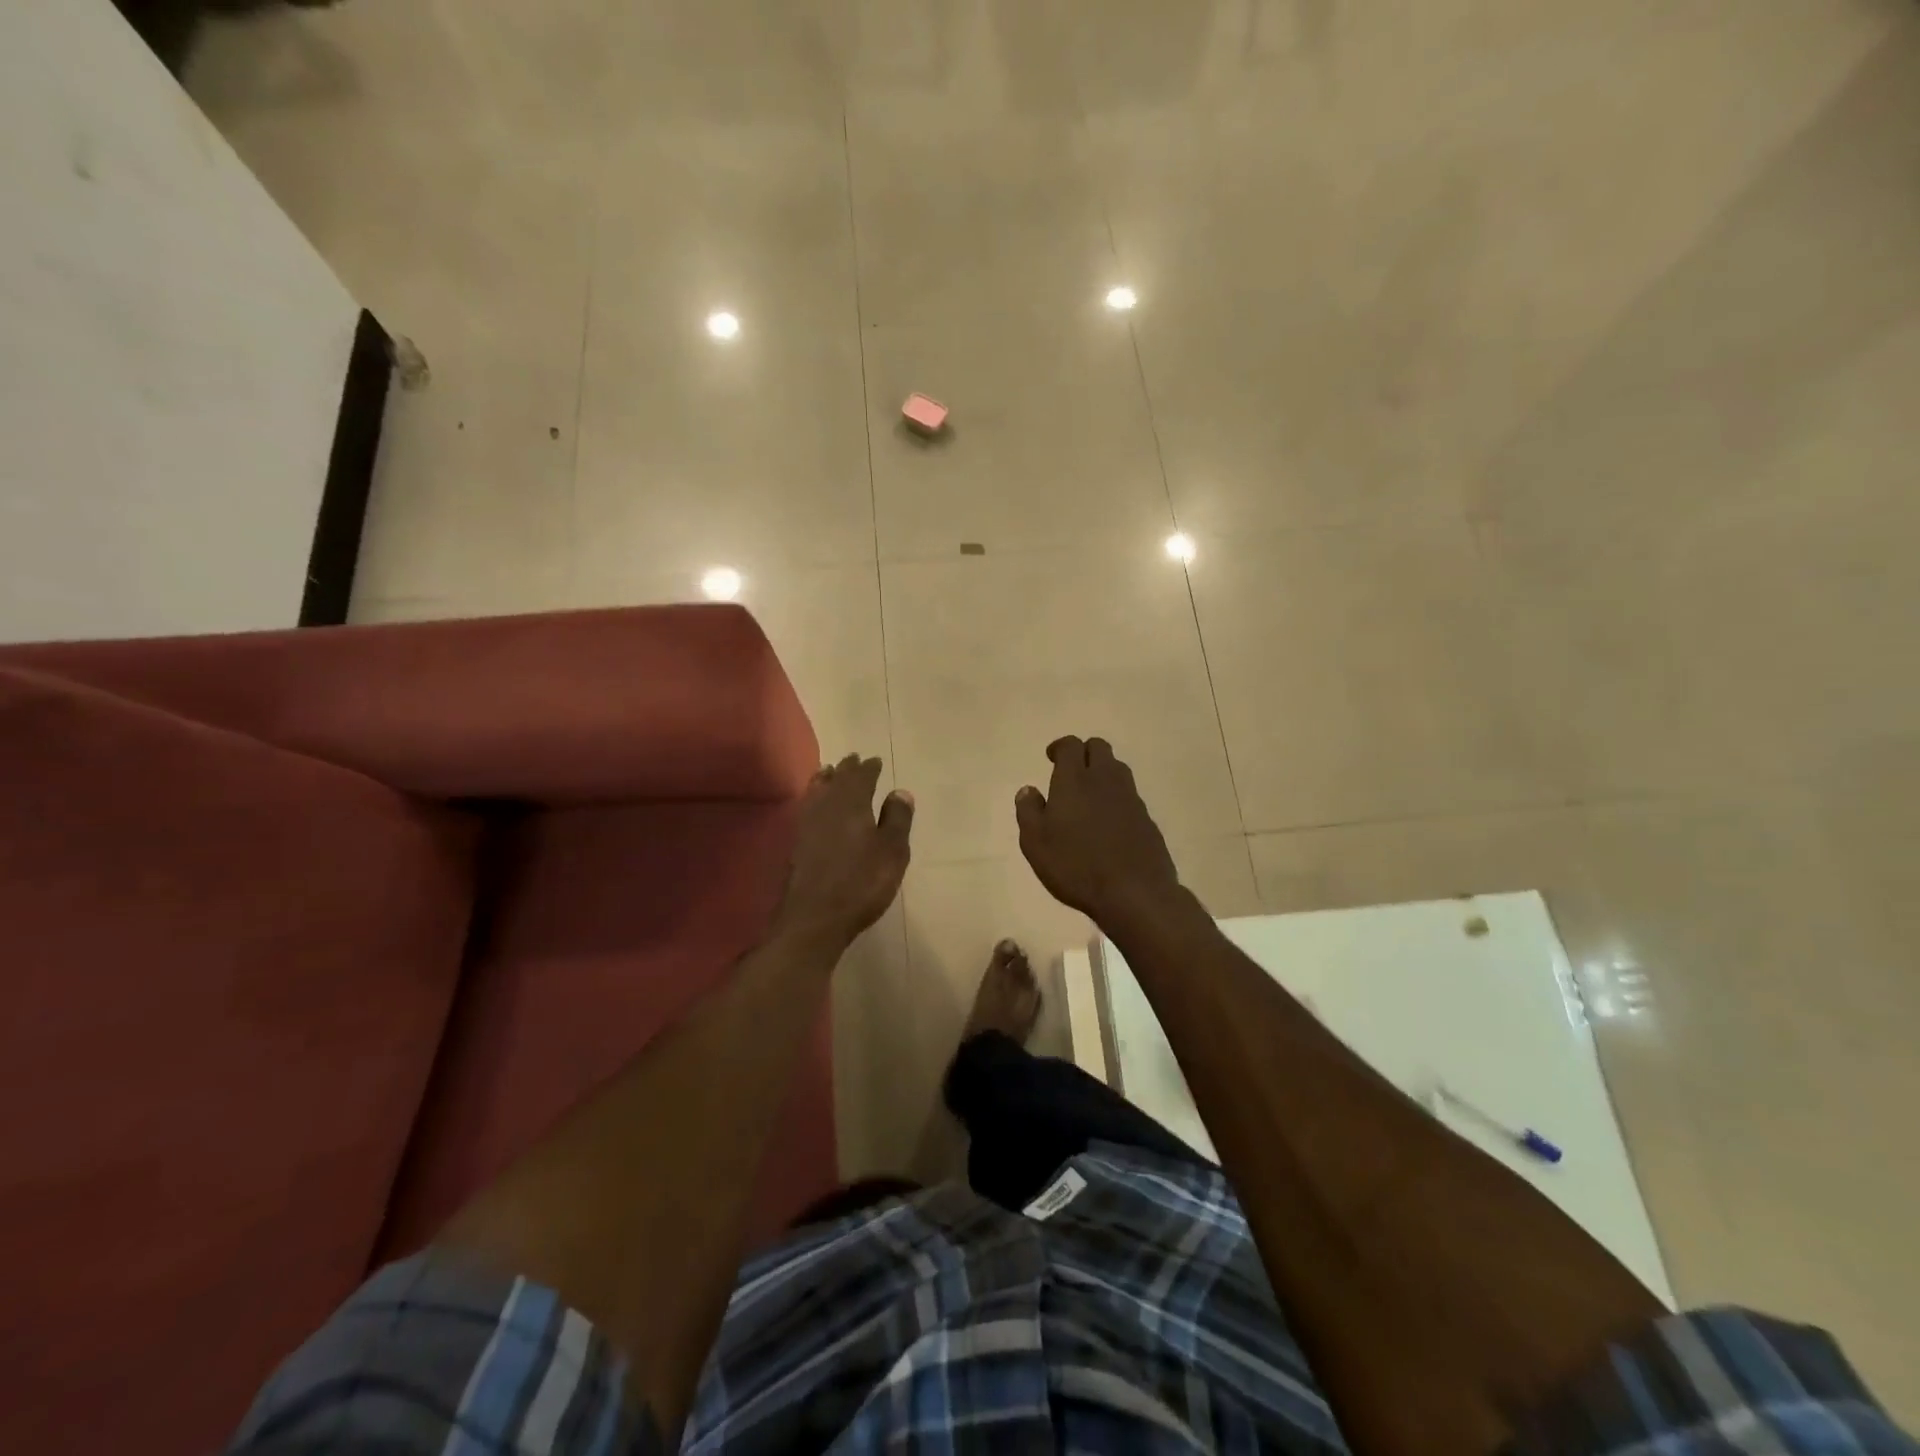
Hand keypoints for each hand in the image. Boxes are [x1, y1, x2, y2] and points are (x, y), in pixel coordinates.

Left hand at [774, 754, 913, 950]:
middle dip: (847, 769)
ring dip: (826, 780)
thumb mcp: (892, 852)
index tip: (874, 761)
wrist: (815, 917)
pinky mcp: (797, 844)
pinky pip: (807, 807)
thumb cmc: (861, 882)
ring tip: (829, 772)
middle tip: (853, 759)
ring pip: (817, 792)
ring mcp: (807, 825)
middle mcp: (827, 807)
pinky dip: (814, 798)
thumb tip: (900, 792)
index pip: (862, 777)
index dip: (869, 768)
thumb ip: (897, 819)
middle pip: (837, 780)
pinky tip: (815, 805)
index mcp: (853, 804)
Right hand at [1015, 736, 1181, 923]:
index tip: (1051, 757)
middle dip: (1084, 753)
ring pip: (1117, 769)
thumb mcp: (1036, 843)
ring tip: (1088, 797)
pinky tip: (1107, 822)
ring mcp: (1130, 798)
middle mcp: (1105, 780)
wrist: (1134, 892)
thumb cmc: (1076, 866)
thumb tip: (1028, 790)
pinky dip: (1116, 798)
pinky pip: (1129, 795)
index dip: (1060, 747)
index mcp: (1074, 780)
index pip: (1071, 745)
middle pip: (1099, 747)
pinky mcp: (1146, 818)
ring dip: (1102, 773)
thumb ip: (1028, 811)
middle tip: (1070, 773)